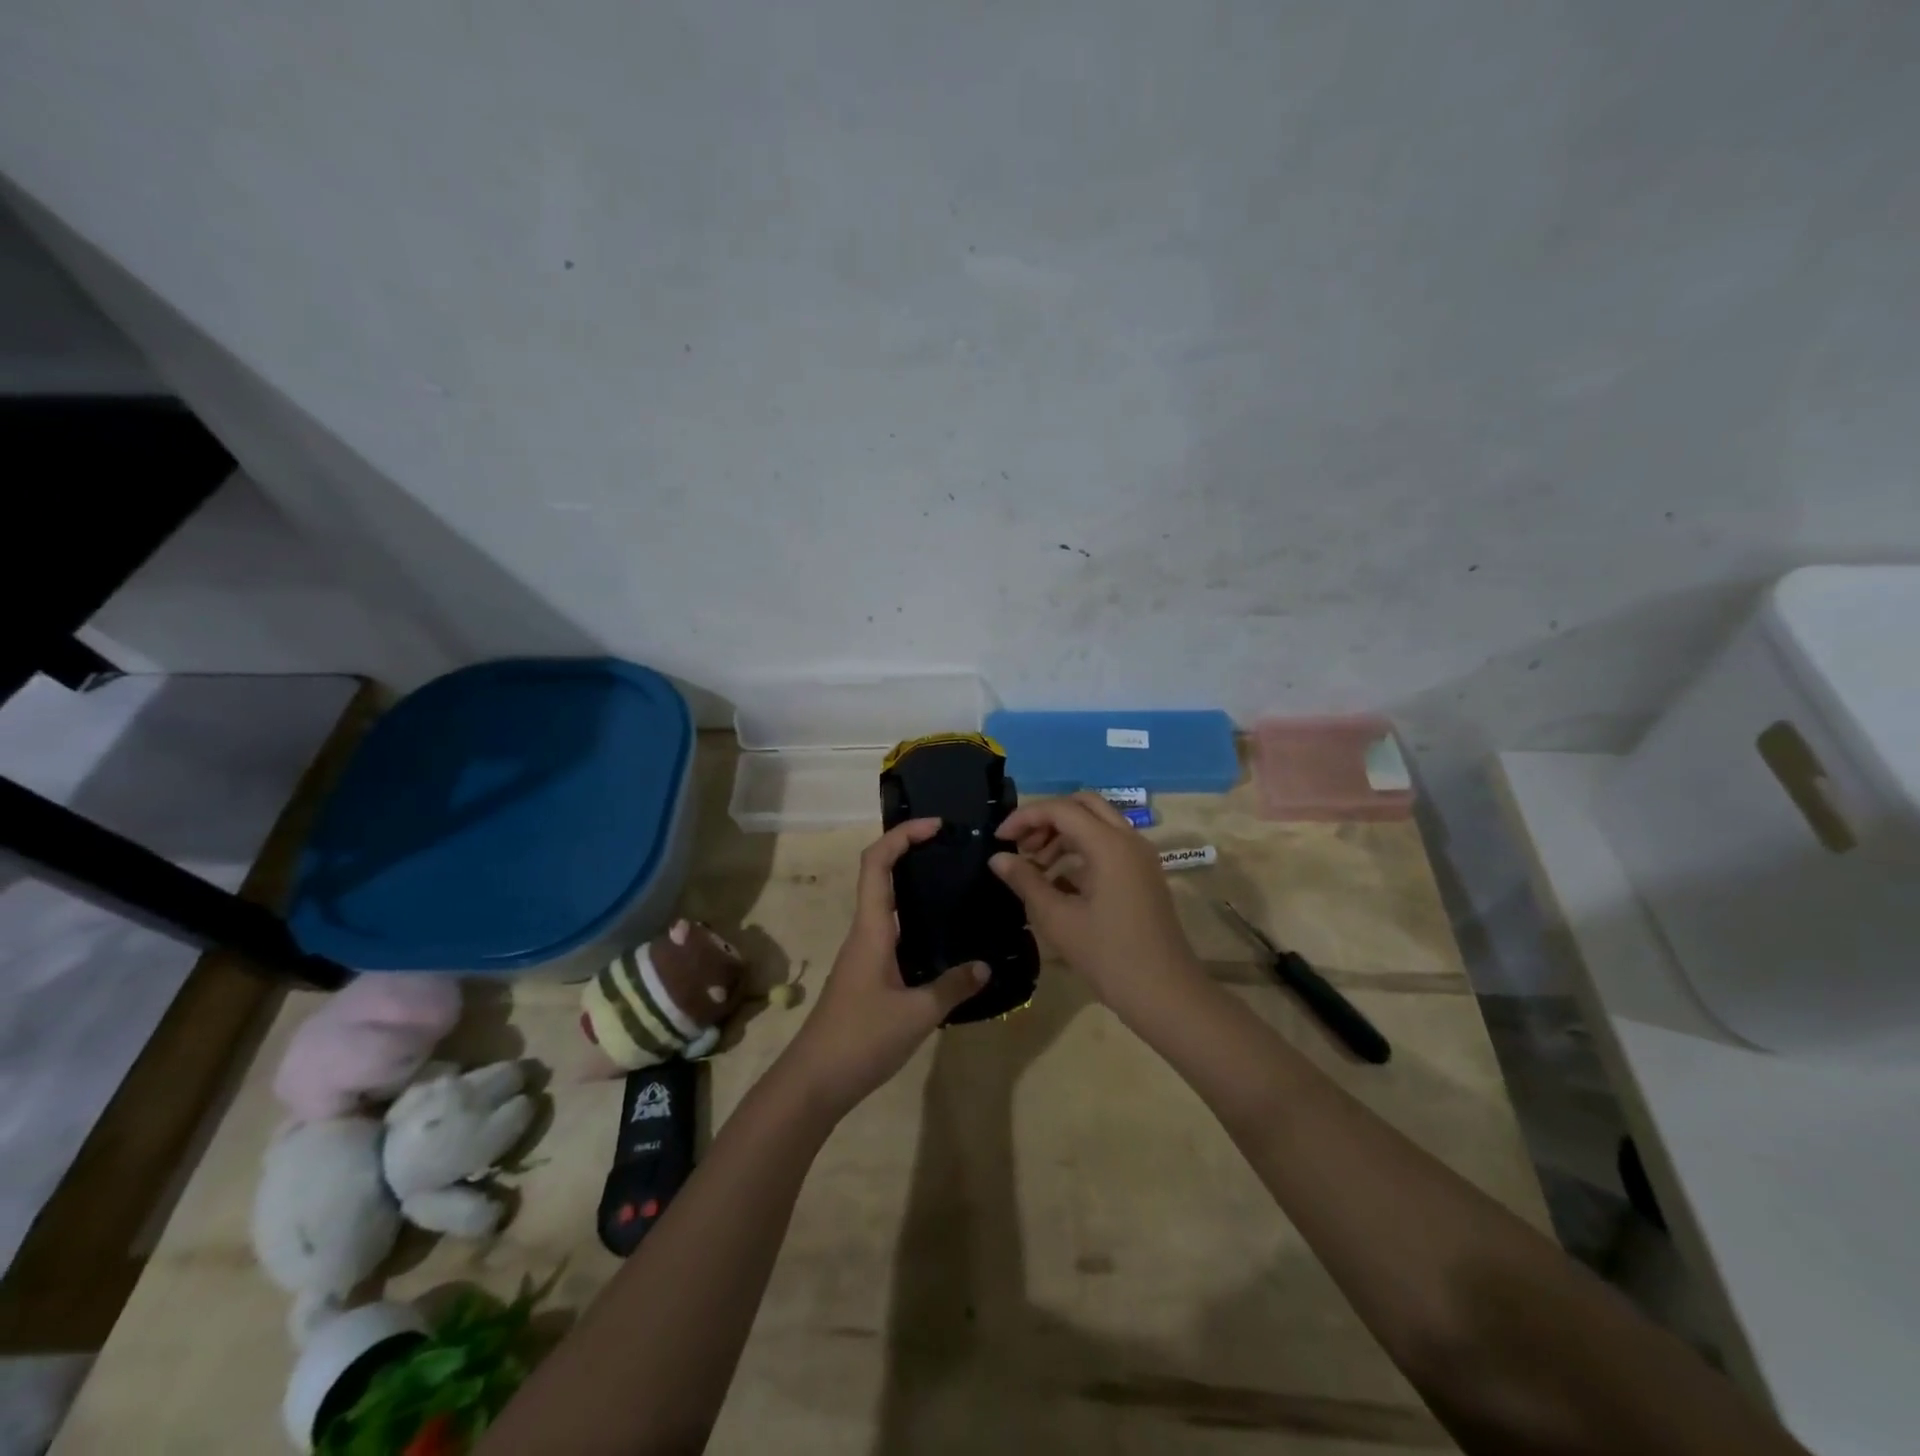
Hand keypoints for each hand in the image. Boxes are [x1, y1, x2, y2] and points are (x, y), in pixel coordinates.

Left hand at [778, 818, 987, 1118]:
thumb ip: (953, 986)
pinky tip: (943, 937)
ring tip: (956, 886)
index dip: (902, 835)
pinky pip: (893, 932)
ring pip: (887, 905)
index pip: (877, 863)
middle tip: (953, 850)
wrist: (815, 1082)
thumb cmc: (861, 1038)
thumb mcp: (917, 1014)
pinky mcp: (868, 975)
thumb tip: (985, 966)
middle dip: (911, 852)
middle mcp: (865, 932)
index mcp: (871, 929)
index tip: (936, 826)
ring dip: (914, 886)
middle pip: (880, 875)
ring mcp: (864, 954)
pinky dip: (916, 920)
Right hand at [990, 793, 1206, 1021]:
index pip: (1061, 809)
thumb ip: (1026, 881)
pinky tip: (1059, 883)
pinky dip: (1081, 851)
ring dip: (1063, 835)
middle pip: (1083, 805)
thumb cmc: (1108, 956)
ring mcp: (1140, 857)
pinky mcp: (1143, 875)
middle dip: (1047, 819)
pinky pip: (1109, 846)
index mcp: (1109, 845)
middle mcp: (1129, 840)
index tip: (999, 839)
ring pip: (1097, 824)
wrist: (1166, 994)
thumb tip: (998, 858)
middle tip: (1022, 846)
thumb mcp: (1058, 919)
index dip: (1025, 817)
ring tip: (1035, 867)